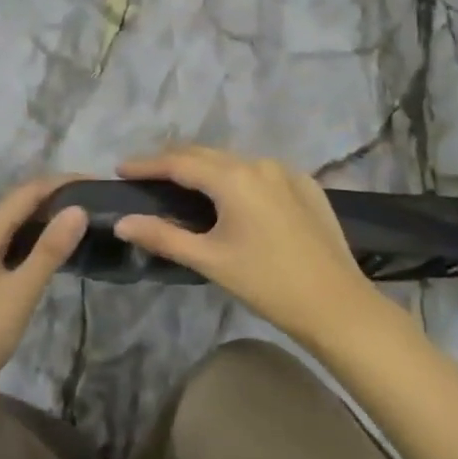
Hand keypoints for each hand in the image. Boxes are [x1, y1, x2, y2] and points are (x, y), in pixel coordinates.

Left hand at [0, 177, 87, 395]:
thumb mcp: (21, 291)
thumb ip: (49, 250)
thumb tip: (79, 209)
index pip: (26, 193)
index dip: (60, 182)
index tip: (94, 180)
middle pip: (17, 204)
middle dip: (53, 195)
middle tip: (92, 198)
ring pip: (12, 225)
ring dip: (43, 215)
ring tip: (78, 217)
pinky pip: (8, 243)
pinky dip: (33, 237)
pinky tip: (50, 250)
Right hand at [114, 146, 377, 346]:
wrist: (336, 304)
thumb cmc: (267, 283)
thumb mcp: (210, 260)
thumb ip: (163, 235)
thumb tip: (122, 221)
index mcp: (234, 177)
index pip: (179, 161)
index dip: (147, 164)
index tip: (121, 168)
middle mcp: (260, 163)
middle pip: (206, 154)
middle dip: (173, 161)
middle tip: (146, 176)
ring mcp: (287, 172)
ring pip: (235, 161)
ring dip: (206, 168)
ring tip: (183, 185)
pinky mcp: (307, 185)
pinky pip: (261, 172)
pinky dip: (237, 178)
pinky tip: (231, 198)